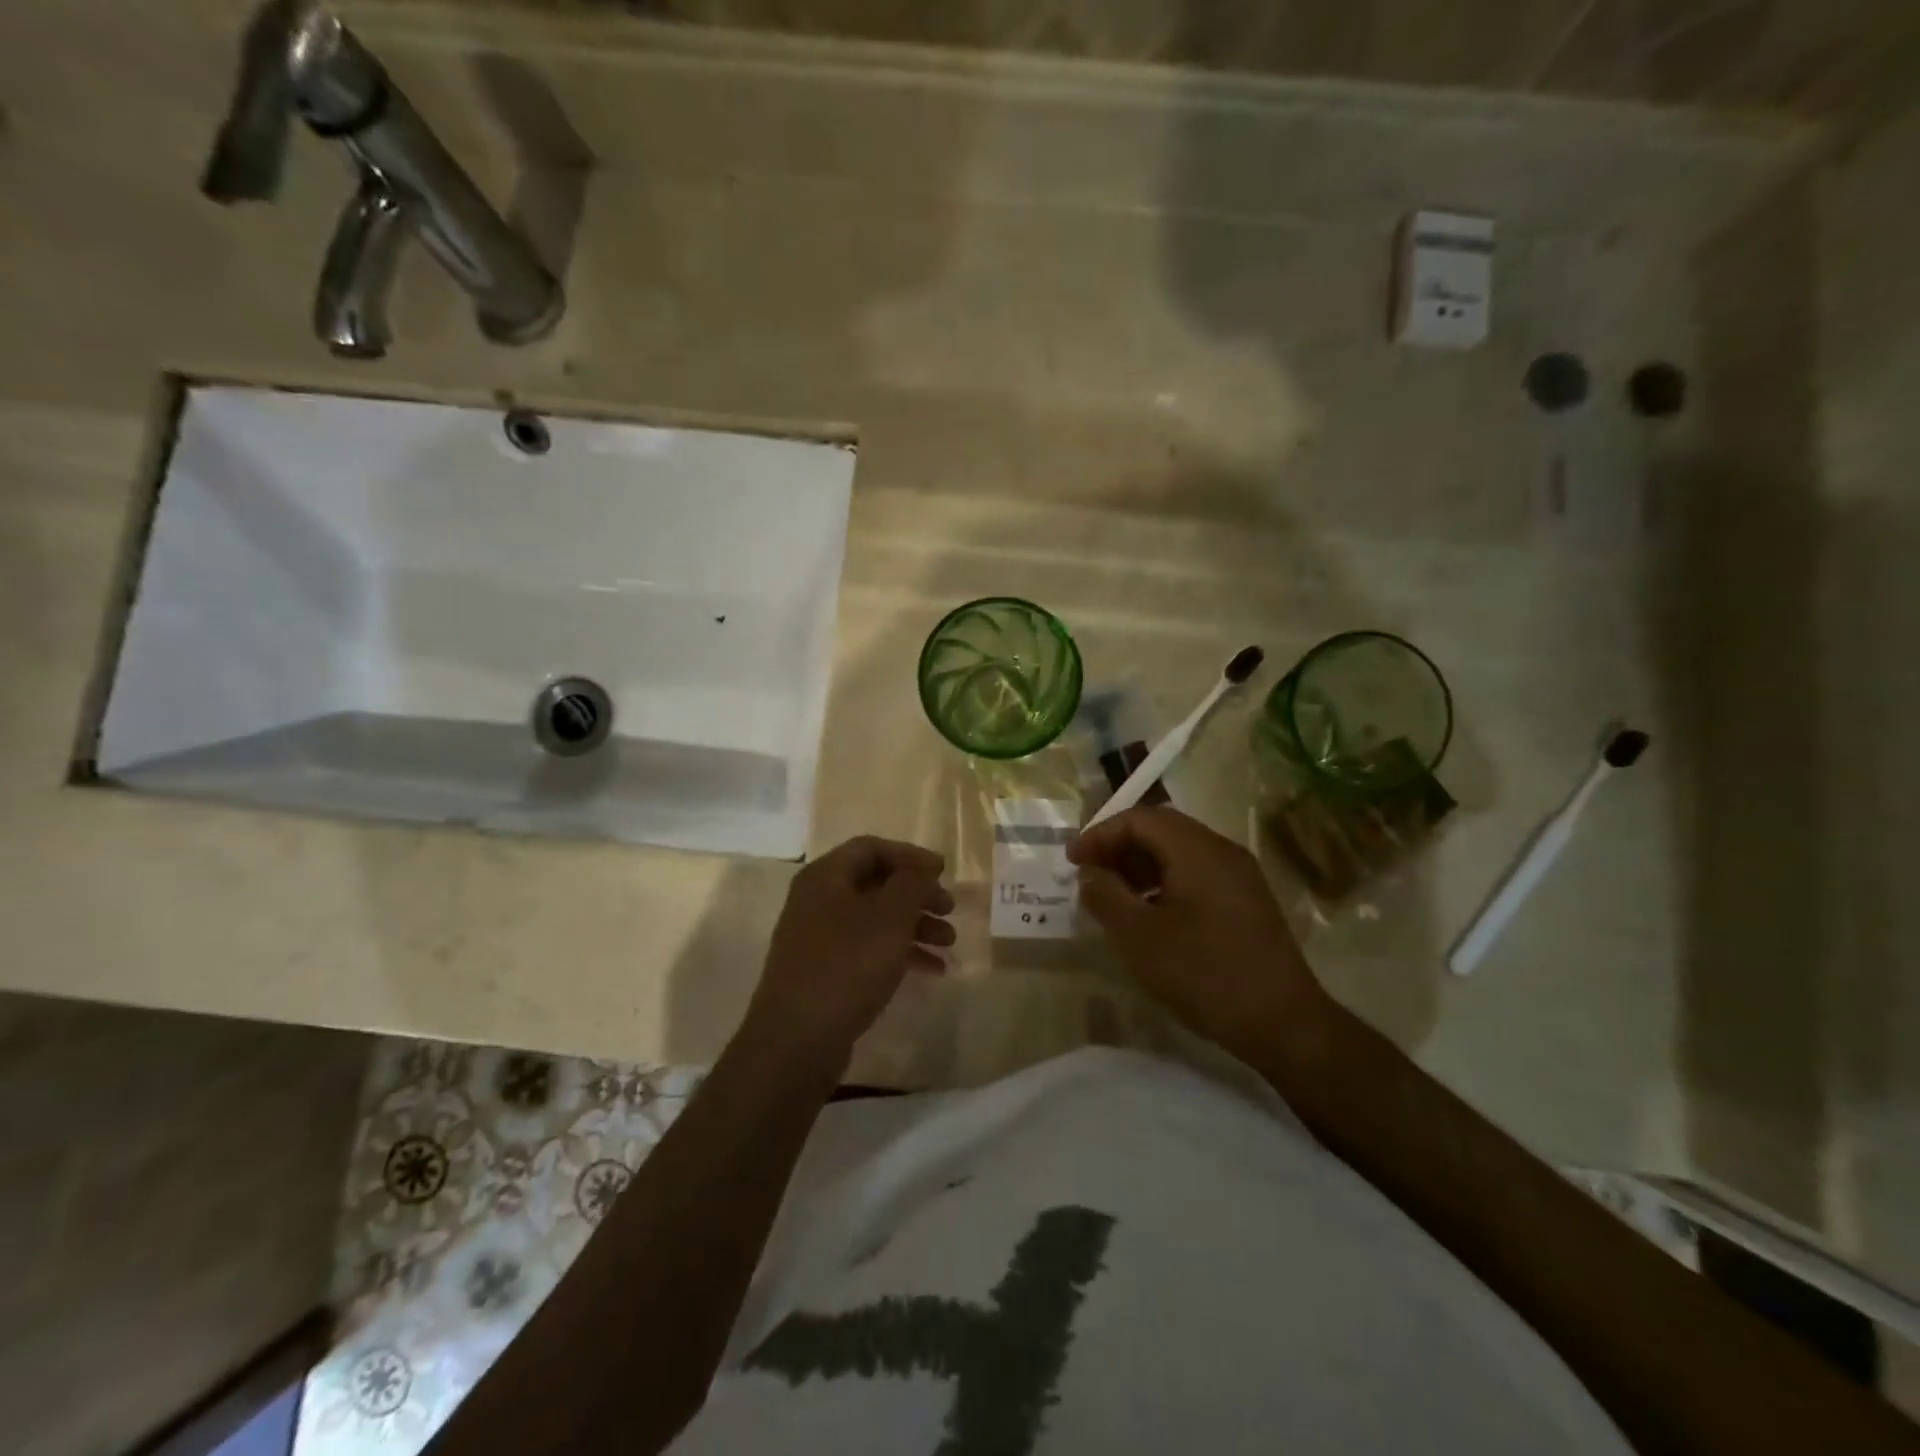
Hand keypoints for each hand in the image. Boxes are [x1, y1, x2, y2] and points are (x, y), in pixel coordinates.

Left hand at [742, 836, 954, 1070]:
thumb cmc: (847, 965)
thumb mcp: (890, 916)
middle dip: (917, 895)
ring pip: (875, 919)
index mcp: (825, 877)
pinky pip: (867, 949)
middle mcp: (817, 900)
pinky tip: (932, 970)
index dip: (910, 856)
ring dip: (914, 926)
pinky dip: (899, 953)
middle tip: (950, 910)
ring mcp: (818, 938)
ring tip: (949, 944)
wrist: (796, 1040)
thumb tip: (923, 864)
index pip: (871, 848)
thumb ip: (912, 882)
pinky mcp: (824, 971)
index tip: (943, 872)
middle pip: (875, 884)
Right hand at [1068, 807, 1327, 1062]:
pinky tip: (1150, 916)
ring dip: (1141, 866)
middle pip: (1161, 830)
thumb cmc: (1203, 973)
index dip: (1100, 834)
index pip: (1140, 818)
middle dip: (1119, 848)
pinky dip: (1164, 882)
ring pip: (1179, 853)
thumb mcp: (1138, 936)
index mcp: (1197, 849)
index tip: (1072, 861)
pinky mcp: (1247, 901)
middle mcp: (1222, 850)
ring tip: (1114, 897)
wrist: (1283, 1023)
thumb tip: (1090, 873)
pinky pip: (1197, 874)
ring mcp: (1240, 876)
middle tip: (1089, 876)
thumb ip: (1105, 895)